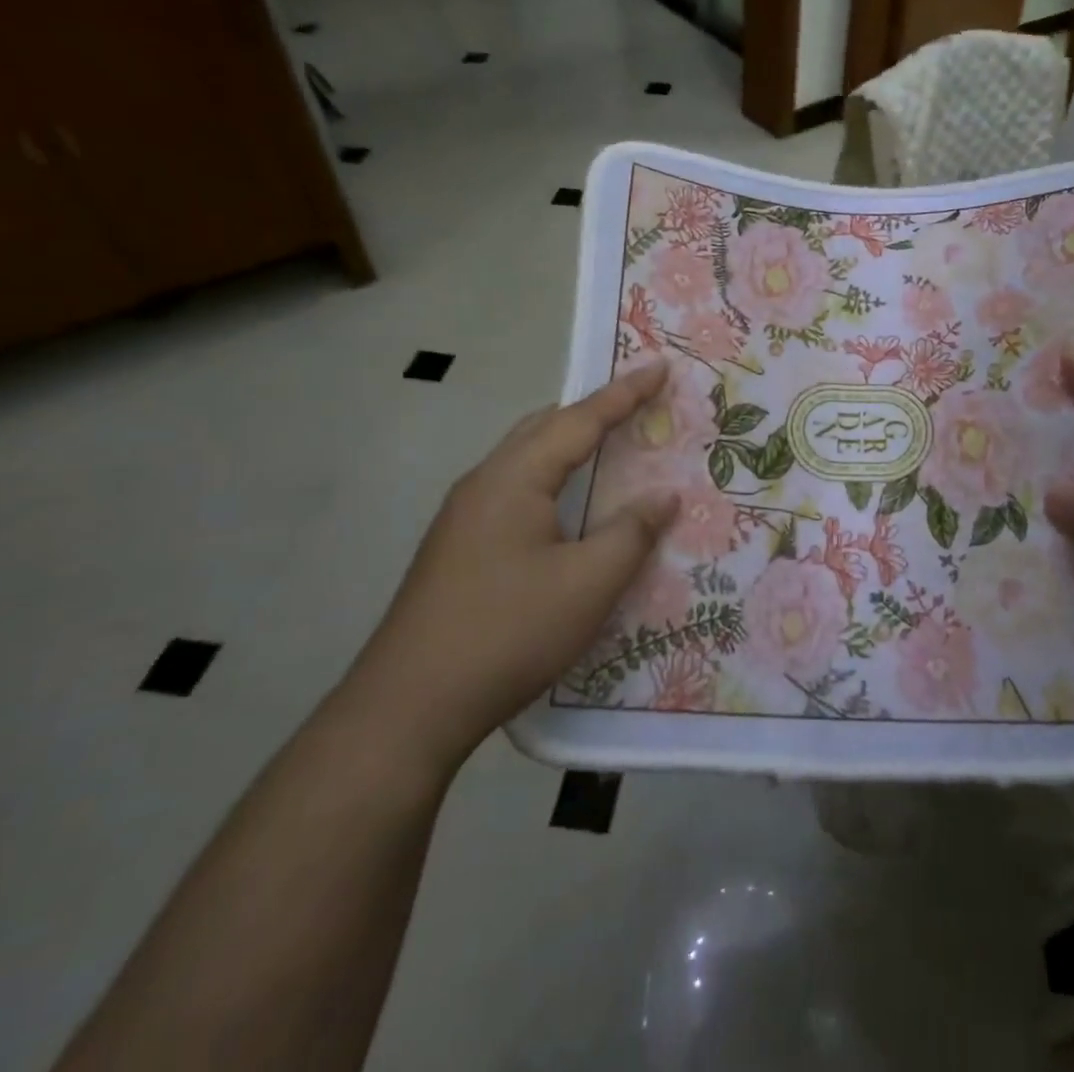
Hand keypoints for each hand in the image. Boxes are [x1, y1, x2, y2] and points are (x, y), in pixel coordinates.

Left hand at [341, 360, 676, 774]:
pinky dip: (552, 481)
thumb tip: (665, 495)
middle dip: (593, 412)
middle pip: (544, 428)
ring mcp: (463, 517)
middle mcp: (483, 483)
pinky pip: (515, 491)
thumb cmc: (508, 632)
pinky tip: (568, 512)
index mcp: (514, 478)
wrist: (407, 707)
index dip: (625, 393)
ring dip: (569, 448)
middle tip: (637, 406)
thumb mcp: (588, 584)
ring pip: (525, 460)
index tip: (660, 366)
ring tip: (610, 451)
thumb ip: (632, 532)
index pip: (580, 419)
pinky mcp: (458, 548)